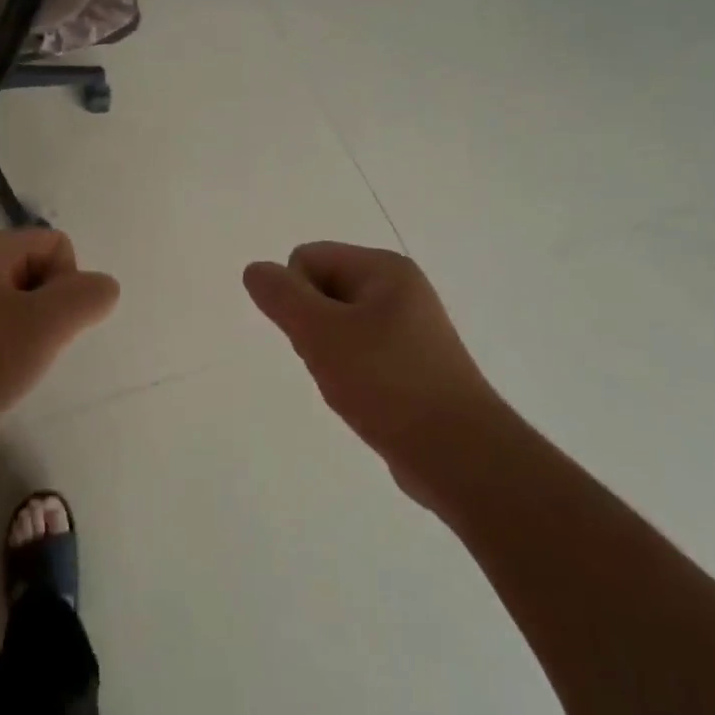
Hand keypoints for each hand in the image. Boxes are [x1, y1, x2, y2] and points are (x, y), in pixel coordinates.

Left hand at [0, 230, 119, 478]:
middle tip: (31, 348)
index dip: (67, 283)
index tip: (47, 324)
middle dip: (51, 311)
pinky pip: (1, 334)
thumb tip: (104, 288)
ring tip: (14, 367)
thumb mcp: (44, 325)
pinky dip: (11, 355)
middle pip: (40, 273)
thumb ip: (86, 297)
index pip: (56, 244)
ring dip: (33, 337)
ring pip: (23, 308)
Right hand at [243, 243, 500, 507]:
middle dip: (311, 325)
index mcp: (384, 268)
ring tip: (350, 385)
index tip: (316, 335)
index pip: (306, 258)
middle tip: (333, 362)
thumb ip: (282, 297)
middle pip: (320, 288)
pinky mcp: (412, 363)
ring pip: (336, 325)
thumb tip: (255, 269)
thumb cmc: (387, 382)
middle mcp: (399, 289)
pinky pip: (359, 352)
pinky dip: (350, 373)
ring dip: (327, 353)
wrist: (459, 456)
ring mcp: (409, 328)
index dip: (296, 297)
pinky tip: (363, 399)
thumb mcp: (321, 334)